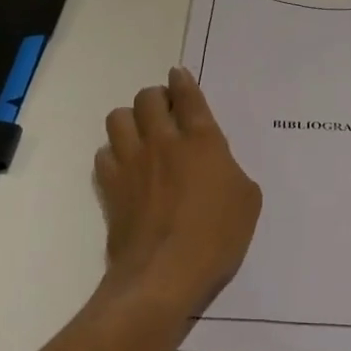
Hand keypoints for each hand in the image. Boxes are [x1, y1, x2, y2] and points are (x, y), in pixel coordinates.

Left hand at [95, 67, 261, 314]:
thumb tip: (218, 167)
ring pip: (118, 117)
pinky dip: (113, 154)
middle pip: (148, 98)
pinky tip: (124, 167)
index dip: (182, 81)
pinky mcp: (110, 186)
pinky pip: (103, 153)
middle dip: (155, 97)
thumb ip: (232, 171)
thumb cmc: (216, 237)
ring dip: (130, 120)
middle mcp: (163, 141)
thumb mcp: (247, 201)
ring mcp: (132, 162)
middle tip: (164, 111)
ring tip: (140, 135)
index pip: (188, 95)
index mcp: (202, 139)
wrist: (164, 274)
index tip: (178, 75)